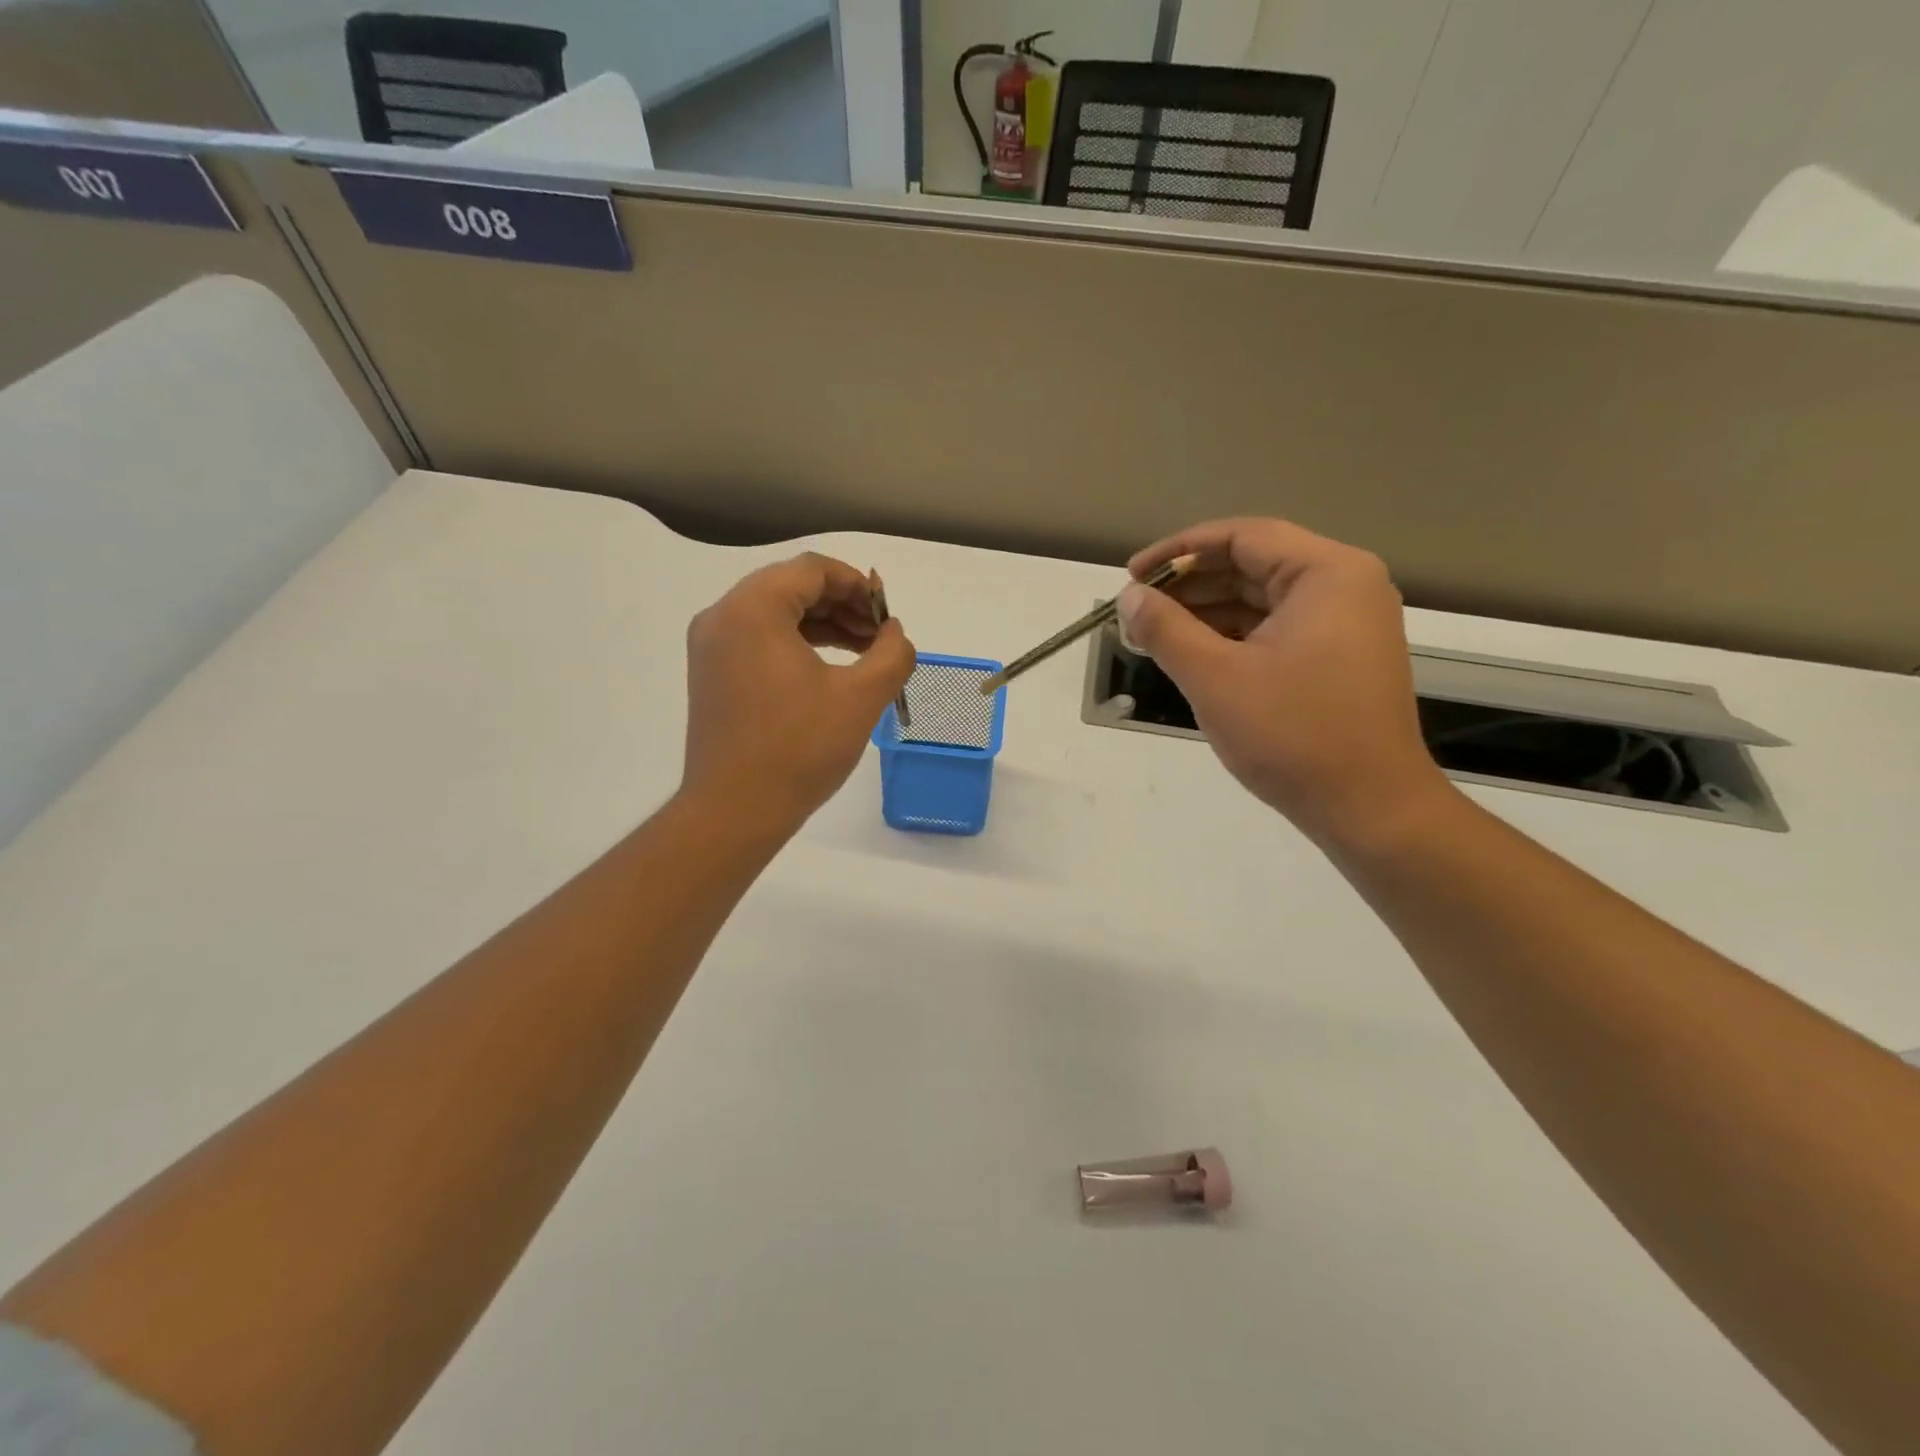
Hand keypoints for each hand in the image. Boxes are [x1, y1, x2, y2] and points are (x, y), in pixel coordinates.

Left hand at [682, 553, 913, 831]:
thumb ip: (891, 653)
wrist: (735, 811)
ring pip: (776, 615)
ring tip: (864, 653)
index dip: (857, 584)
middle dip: (842, 606)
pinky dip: (797, 645)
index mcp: (753, 610)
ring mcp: (712, 647)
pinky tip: (829, 670)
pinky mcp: (712, 675)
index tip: (887, 613)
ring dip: (823, 625)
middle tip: (880, 636)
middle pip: (791, 588)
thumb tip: (895, 634)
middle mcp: (723, 617)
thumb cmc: (799, 748)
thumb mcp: (861, 697)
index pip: (812, 570)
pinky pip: (760, 641)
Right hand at [1119, 518, 1451, 845]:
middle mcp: (1344, 586)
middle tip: (1135, 611)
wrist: (1369, 809)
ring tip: (1151, 636)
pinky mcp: (1337, 658)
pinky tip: (1190, 655)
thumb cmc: (1293, 735)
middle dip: (1189, 586)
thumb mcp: (1215, 678)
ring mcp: (1345, 624)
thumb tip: (1129, 597)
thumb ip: (1166, 629)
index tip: (1132, 575)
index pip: (1242, 537)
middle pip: (1252, 565)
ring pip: (1260, 601)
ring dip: (1205, 614)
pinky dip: (1231, 638)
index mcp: (1327, 574)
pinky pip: (1275, 630)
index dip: (1179, 551)